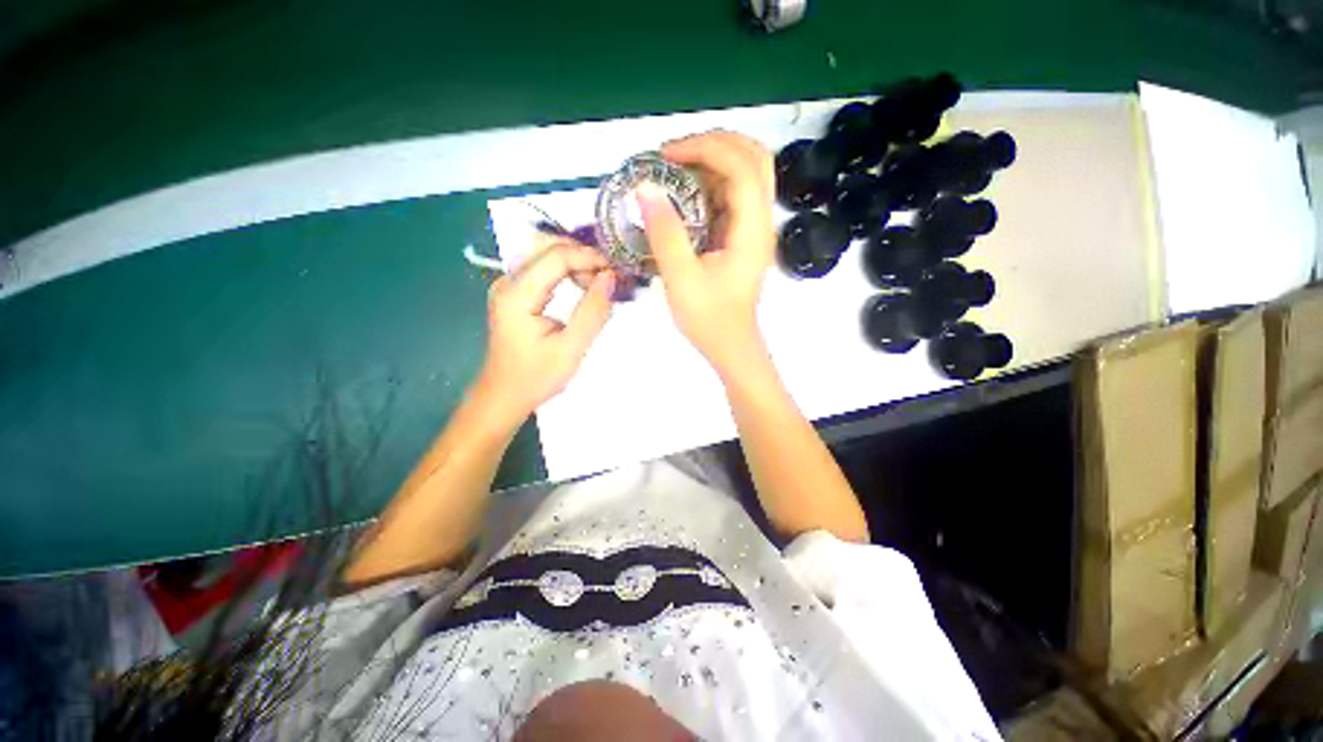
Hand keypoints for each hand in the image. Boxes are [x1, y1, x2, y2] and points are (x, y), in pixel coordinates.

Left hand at [476, 241, 614, 423]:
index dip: (589, 258)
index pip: (556, 257)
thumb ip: (592, 312)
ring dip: (578, 264)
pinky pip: (545, 269)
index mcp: (517, 294)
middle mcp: (508, 282)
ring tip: (600, 285)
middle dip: (584, 258)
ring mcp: (509, 286)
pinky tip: (583, 287)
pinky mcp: (515, 293)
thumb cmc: (536, 377)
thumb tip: (610, 277)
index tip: (615, 273)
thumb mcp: (571, 349)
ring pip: (548, 256)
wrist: (505, 395)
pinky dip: (568, 273)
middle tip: (610, 280)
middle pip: (550, 250)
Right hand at [637, 131, 775, 376]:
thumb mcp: (681, 278)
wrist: (730, 344)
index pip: (740, 167)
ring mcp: (755, 228)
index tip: (666, 157)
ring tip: (675, 169)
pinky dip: (711, 183)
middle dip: (714, 144)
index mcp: (751, 230)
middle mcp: (760, 221)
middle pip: (754, 158)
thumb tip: (645, 188)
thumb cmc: (708, 318)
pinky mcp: (744, 237)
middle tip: (673, 155)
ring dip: (713, 161)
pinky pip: (734, 195)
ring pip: (746, 173)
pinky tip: (685, 195)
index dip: (704, 149)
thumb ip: (664, 233)